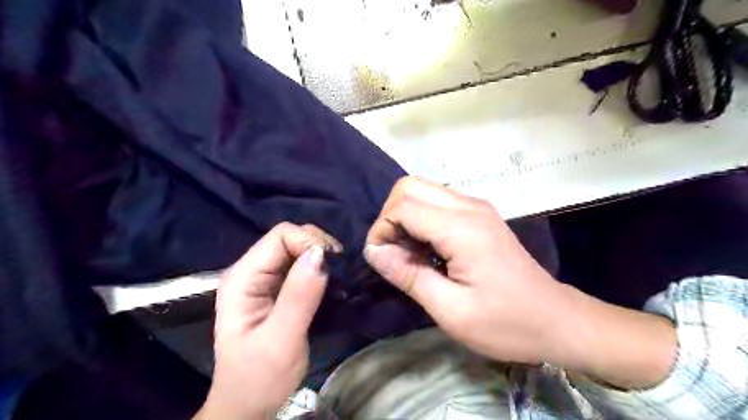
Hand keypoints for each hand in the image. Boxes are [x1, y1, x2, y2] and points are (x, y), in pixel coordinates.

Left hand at [195, 224, 340, 419]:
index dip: (309, 242)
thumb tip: (321, 254)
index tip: (333, 265)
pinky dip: (319, 268)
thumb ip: (299, 296)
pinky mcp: (277, 288)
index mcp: (243, 278)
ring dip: (321, 257)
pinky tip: (330, 282)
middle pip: (289, 237)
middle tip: (339, 271)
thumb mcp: (281, 340)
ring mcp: (264, 279)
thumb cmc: (260, 377)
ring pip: (297, 248)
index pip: (280, 236)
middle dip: (318, 246)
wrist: (248, 404)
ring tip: (337, 277)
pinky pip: (301, 265)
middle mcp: (251, 271)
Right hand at [363, 175, 678, 388]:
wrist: (556, 319)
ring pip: (422, 190)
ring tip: (407, 252)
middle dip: (390, 216)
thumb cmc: (505, 322)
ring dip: (405, 215)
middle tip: (392, 252)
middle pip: (409, 186)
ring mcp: (476, 207)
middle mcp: (468, 206)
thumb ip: (408, 275)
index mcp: (461, 228)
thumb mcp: (451, 310)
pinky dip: (421, 218)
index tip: (380, 259)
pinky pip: (437, 202)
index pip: (403, 206)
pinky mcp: (480, 214)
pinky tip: (426, 248)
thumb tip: (374, 251)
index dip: (382, 229)